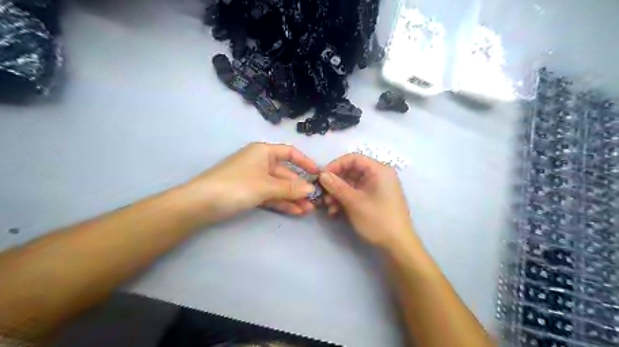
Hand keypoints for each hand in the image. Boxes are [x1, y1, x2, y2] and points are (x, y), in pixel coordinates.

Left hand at [183, 140, 318, 220]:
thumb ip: (290, 188)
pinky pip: (270, 195)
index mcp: (264, 152)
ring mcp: (254, 179)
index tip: (318, 174)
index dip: (305, 162)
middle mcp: (260, 162)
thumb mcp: (266, 186)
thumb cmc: (237, 186)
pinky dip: (281, 202)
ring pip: (278, 187)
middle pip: (285, 173)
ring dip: (293, 198)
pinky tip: (295, 212)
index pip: (290, 153)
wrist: (201, 203)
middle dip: (300, 187)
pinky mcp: (249, 193)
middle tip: (315, 201)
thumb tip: (311, 189)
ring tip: (308, 210)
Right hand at [319, 154, 415, 248]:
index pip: (353, 159)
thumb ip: (336, 186)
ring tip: (329, 206)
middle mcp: (379, 176)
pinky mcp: (374, 199)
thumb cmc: (378, 219)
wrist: (398, 245)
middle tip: (323, 194)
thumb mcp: (354, 202)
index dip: (335, 165)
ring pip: (352, 184)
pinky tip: (335, 212)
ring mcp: (377, 188)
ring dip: (338, 193)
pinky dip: (345, 200)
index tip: (322, 177)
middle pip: (351, 171)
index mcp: (379, 170)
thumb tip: (322, 174)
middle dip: (335, 183)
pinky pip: (357, 194)